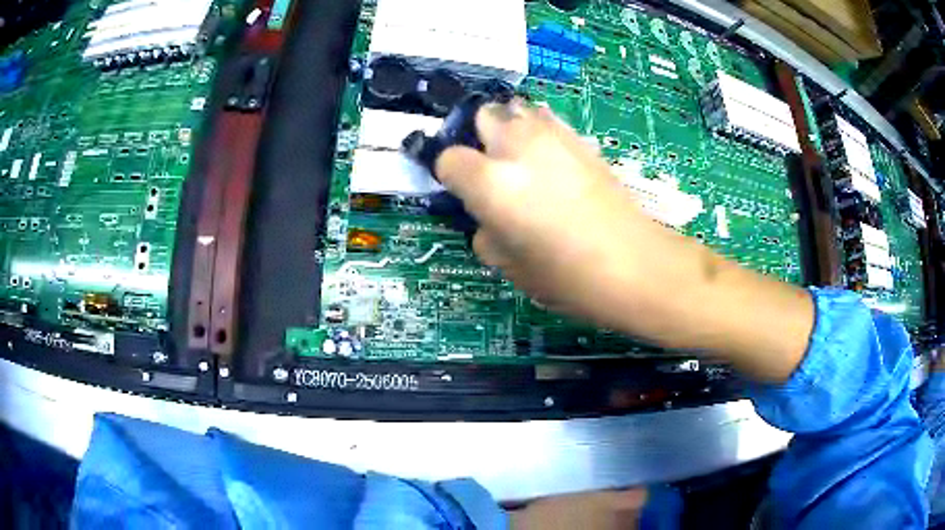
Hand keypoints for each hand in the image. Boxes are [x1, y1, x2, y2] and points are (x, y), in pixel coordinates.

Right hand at [435, 101, 661, 332]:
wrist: (635, 264)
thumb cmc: (567, 277)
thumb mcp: (509, 266)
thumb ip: (485, 232)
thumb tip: (488, 216)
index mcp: (491, 182)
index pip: (448, 158)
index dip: (451, 176)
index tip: (464, 193)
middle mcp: (517, 146)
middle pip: (482, 115)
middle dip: (479, 137)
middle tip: (492, 168)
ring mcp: (553, 136)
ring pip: (516, 109)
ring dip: (510, 128)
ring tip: (523, 159)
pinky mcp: (581, 138)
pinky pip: (547, 120)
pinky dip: (539, 131)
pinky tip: (552, 160)